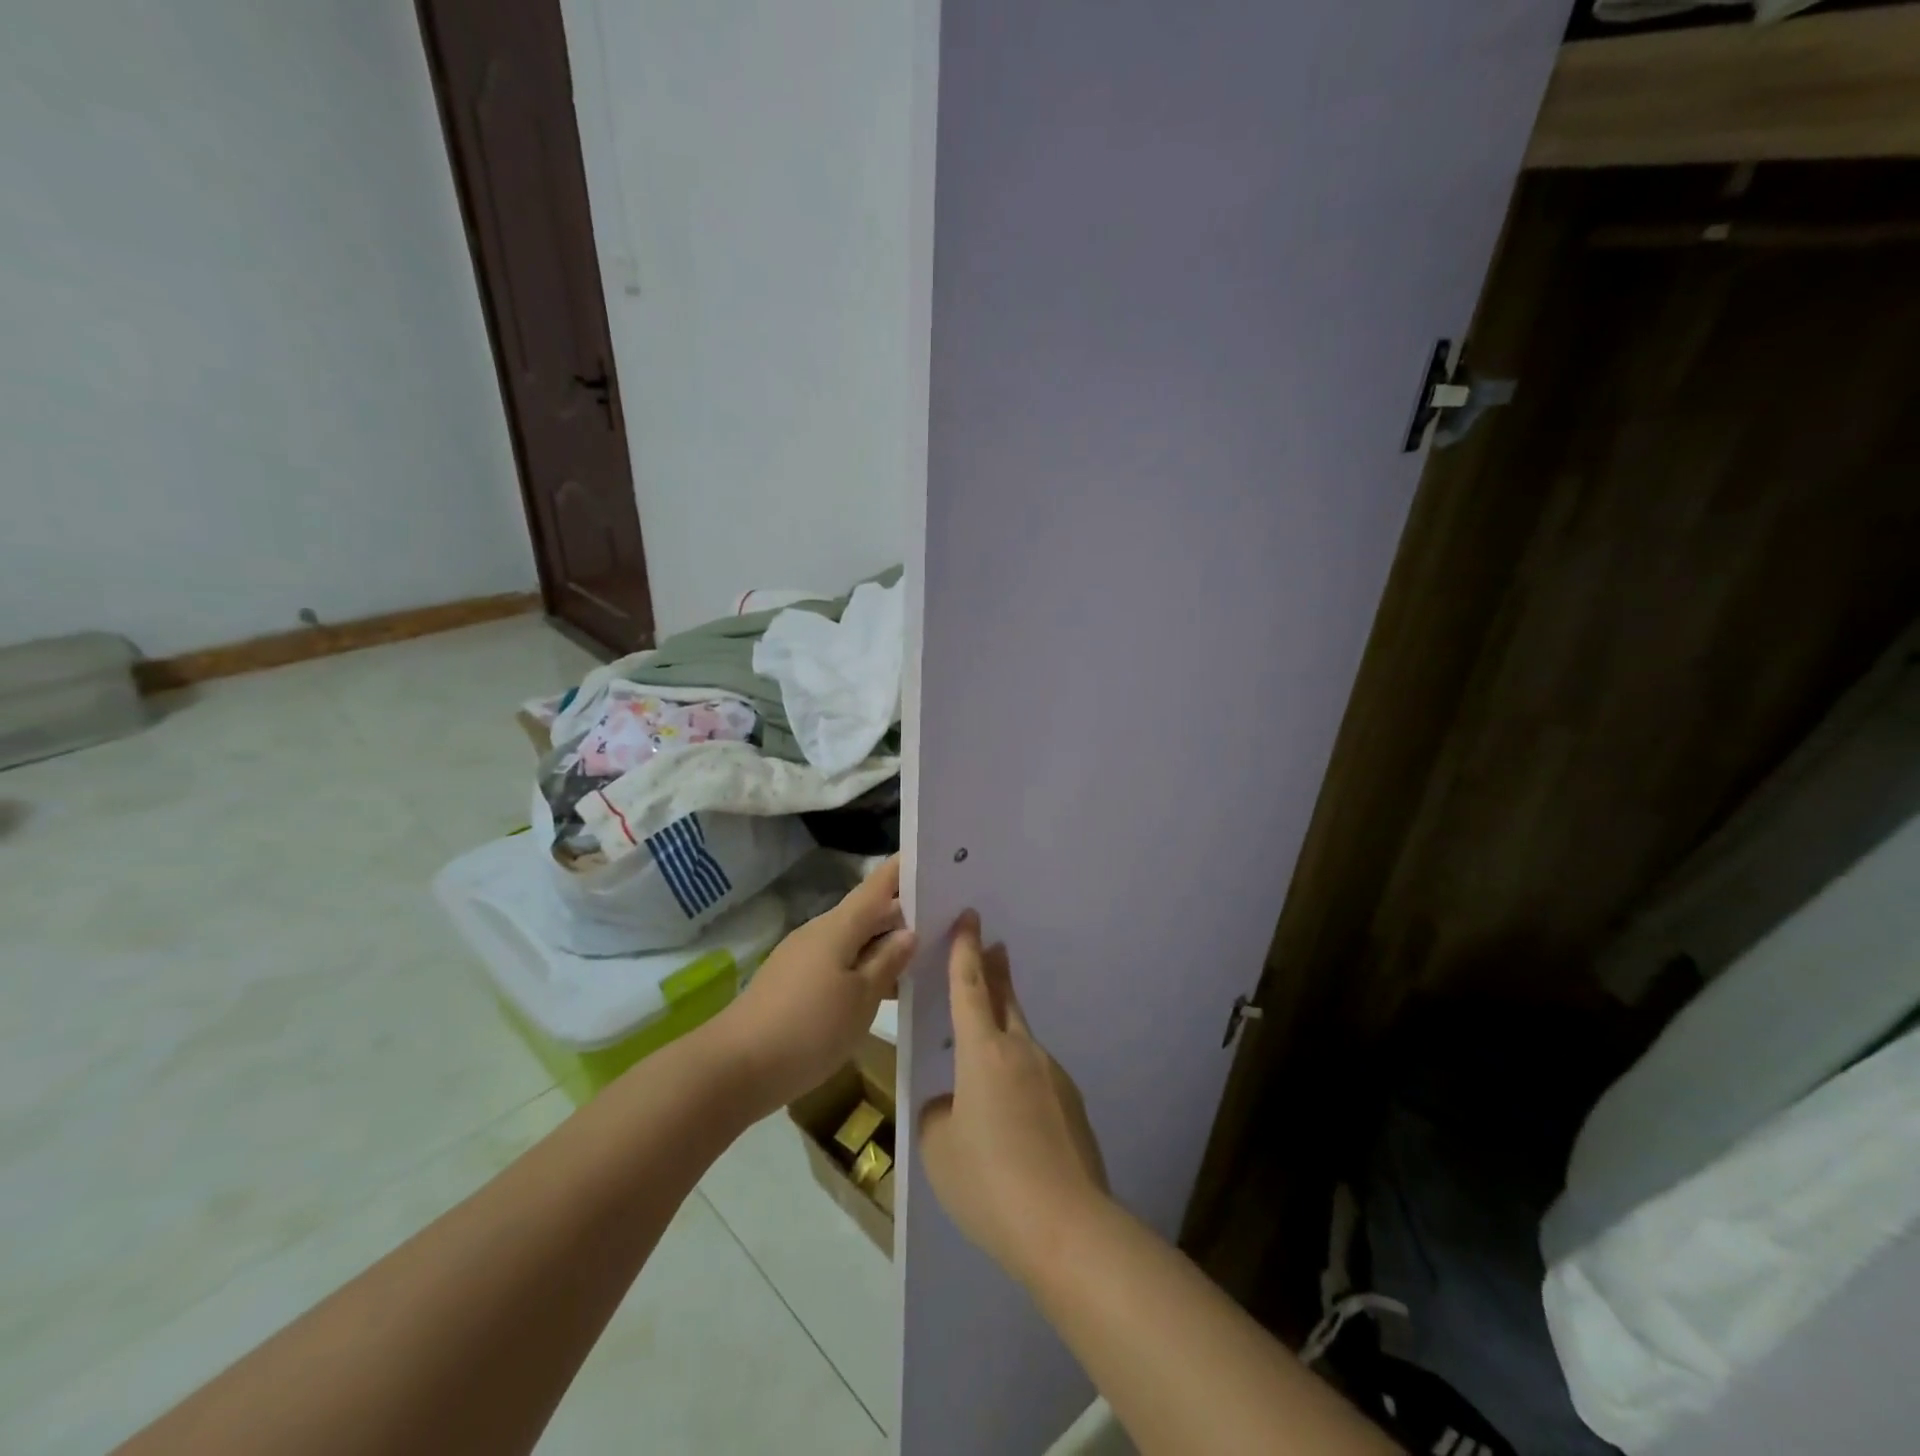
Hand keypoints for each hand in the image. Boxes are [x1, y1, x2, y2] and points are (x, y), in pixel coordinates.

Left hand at [714, 855, 915, 1113]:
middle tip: (945, 918)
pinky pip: (838, 961)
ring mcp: (803, 955)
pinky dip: (864, 966)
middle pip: (868, 912)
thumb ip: (887, 962)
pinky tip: (883, 989)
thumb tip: (909, 931)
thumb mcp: (861, 999)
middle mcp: (820, 931)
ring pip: (854, 940)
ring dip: (884, 945)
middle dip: (904, 913)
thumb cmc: (808, 1029)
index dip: (904, 869)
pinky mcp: (793, 981)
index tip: (934, 857)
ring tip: (924, 957)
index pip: (878, 884)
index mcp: (839, 926)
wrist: (734, 1068)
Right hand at [918, 912, 1108, 1284]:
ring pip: (1021, 1040)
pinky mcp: (1072, 1105)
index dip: (965, 950)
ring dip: (1004, 1031)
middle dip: (995, 971)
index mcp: (983, 1052)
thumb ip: (940, 1115)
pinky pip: (1036, 1077)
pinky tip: (1012, 1119)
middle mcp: (1022, 1051)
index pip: (969, 987)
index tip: (971, 917)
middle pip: (1005, 1000)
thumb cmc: (989, 1181)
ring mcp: (1053, 1076)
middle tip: (992, 947)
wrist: (1066, 1227)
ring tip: (984, 1058)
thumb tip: (955, 1105)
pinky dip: (1019, 1078)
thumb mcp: (939, 1149)